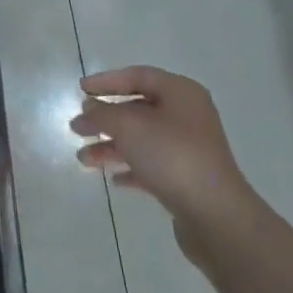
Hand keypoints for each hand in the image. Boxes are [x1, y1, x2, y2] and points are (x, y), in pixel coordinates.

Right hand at [71, 65, 256, 261]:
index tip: (80, 90)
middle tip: (77, 128)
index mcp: (180, 93)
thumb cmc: (172, 156)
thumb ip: (103, 113)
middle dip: (105, 119)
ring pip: (142, 140)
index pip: (138, 76)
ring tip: (83, 159)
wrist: (216, 216)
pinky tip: (114, 179)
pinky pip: (152, 165)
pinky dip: (131, 168)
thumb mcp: (129, 127)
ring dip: (111, 146)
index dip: (107, 81)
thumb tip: (90, 107)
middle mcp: (187, 116)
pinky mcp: (187, 178)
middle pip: (137, 109)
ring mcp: (189, 148)